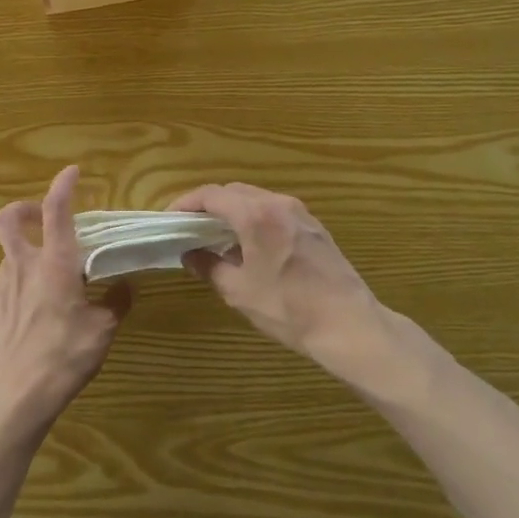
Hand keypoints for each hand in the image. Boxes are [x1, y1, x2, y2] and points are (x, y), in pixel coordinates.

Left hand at [0, 166, 131, 438]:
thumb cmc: (64, 357)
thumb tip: (124, 287)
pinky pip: (3, 293)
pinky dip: (18, 296)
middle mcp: (22, 267)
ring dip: (26, 261)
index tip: (71, 172)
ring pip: (9, 259)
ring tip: (46, 291)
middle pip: (9, 220)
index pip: (56, 211)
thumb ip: (114, 303)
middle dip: (23, 210)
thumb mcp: (102, 331)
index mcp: (55, 265)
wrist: (13, 397)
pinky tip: (29, 325)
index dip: (63, 186)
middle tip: (39, 220)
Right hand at [170, 183, 428, 384]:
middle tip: (190, 227)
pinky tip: (250, 245)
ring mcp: (300, 213)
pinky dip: (254, 219)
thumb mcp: (238, 291)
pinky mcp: (315, 227)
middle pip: (234, 192)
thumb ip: (209, 266)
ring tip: (216, 236)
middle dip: (208, 205)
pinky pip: (275, 211)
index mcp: (255, 214)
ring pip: (256, 199)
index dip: (186, 203)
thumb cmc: (288, 308)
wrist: (349, 325)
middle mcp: (278, 203)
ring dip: (232, 211)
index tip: (170, 219)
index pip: (211, 195)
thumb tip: (190, 255)